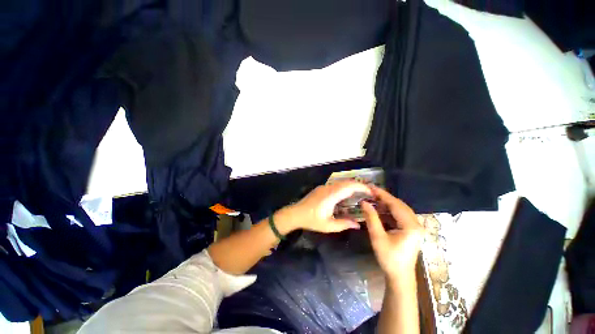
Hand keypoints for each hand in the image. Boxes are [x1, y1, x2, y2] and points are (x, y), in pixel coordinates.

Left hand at [277, 181, 371, 233]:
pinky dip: (345, 187)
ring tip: (361, 193)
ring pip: (341, 182)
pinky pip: (336, 185)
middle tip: (369, 192)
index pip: (349, 186)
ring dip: (352, 185)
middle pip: (346, 182)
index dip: (362, 187)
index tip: (371, 191)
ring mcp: (324, 187)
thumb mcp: (328, 225)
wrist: (295, 213)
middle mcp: (328, 188)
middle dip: (359, 185)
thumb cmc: (311, 220)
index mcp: (331, 195)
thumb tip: (358, 224)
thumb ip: (344, 224)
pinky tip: (347, 195)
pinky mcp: (321, 188)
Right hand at [361, 186, 422, 282]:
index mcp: (411, 226)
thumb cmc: (389, 258)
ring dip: (387, 203)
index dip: (382, 194)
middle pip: (399, 205)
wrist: (400, 277)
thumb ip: (371, 218)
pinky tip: (380, 209)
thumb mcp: (378, 237)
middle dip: (384, 197)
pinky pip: (400, 215)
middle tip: (370, 192)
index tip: (370, 187)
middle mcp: (416, 223)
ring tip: (373, 198)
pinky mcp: (411, 230)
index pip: (395, 204)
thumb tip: (364, 202)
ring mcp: (415, 227)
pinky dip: (389, 211)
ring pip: (400, 209)